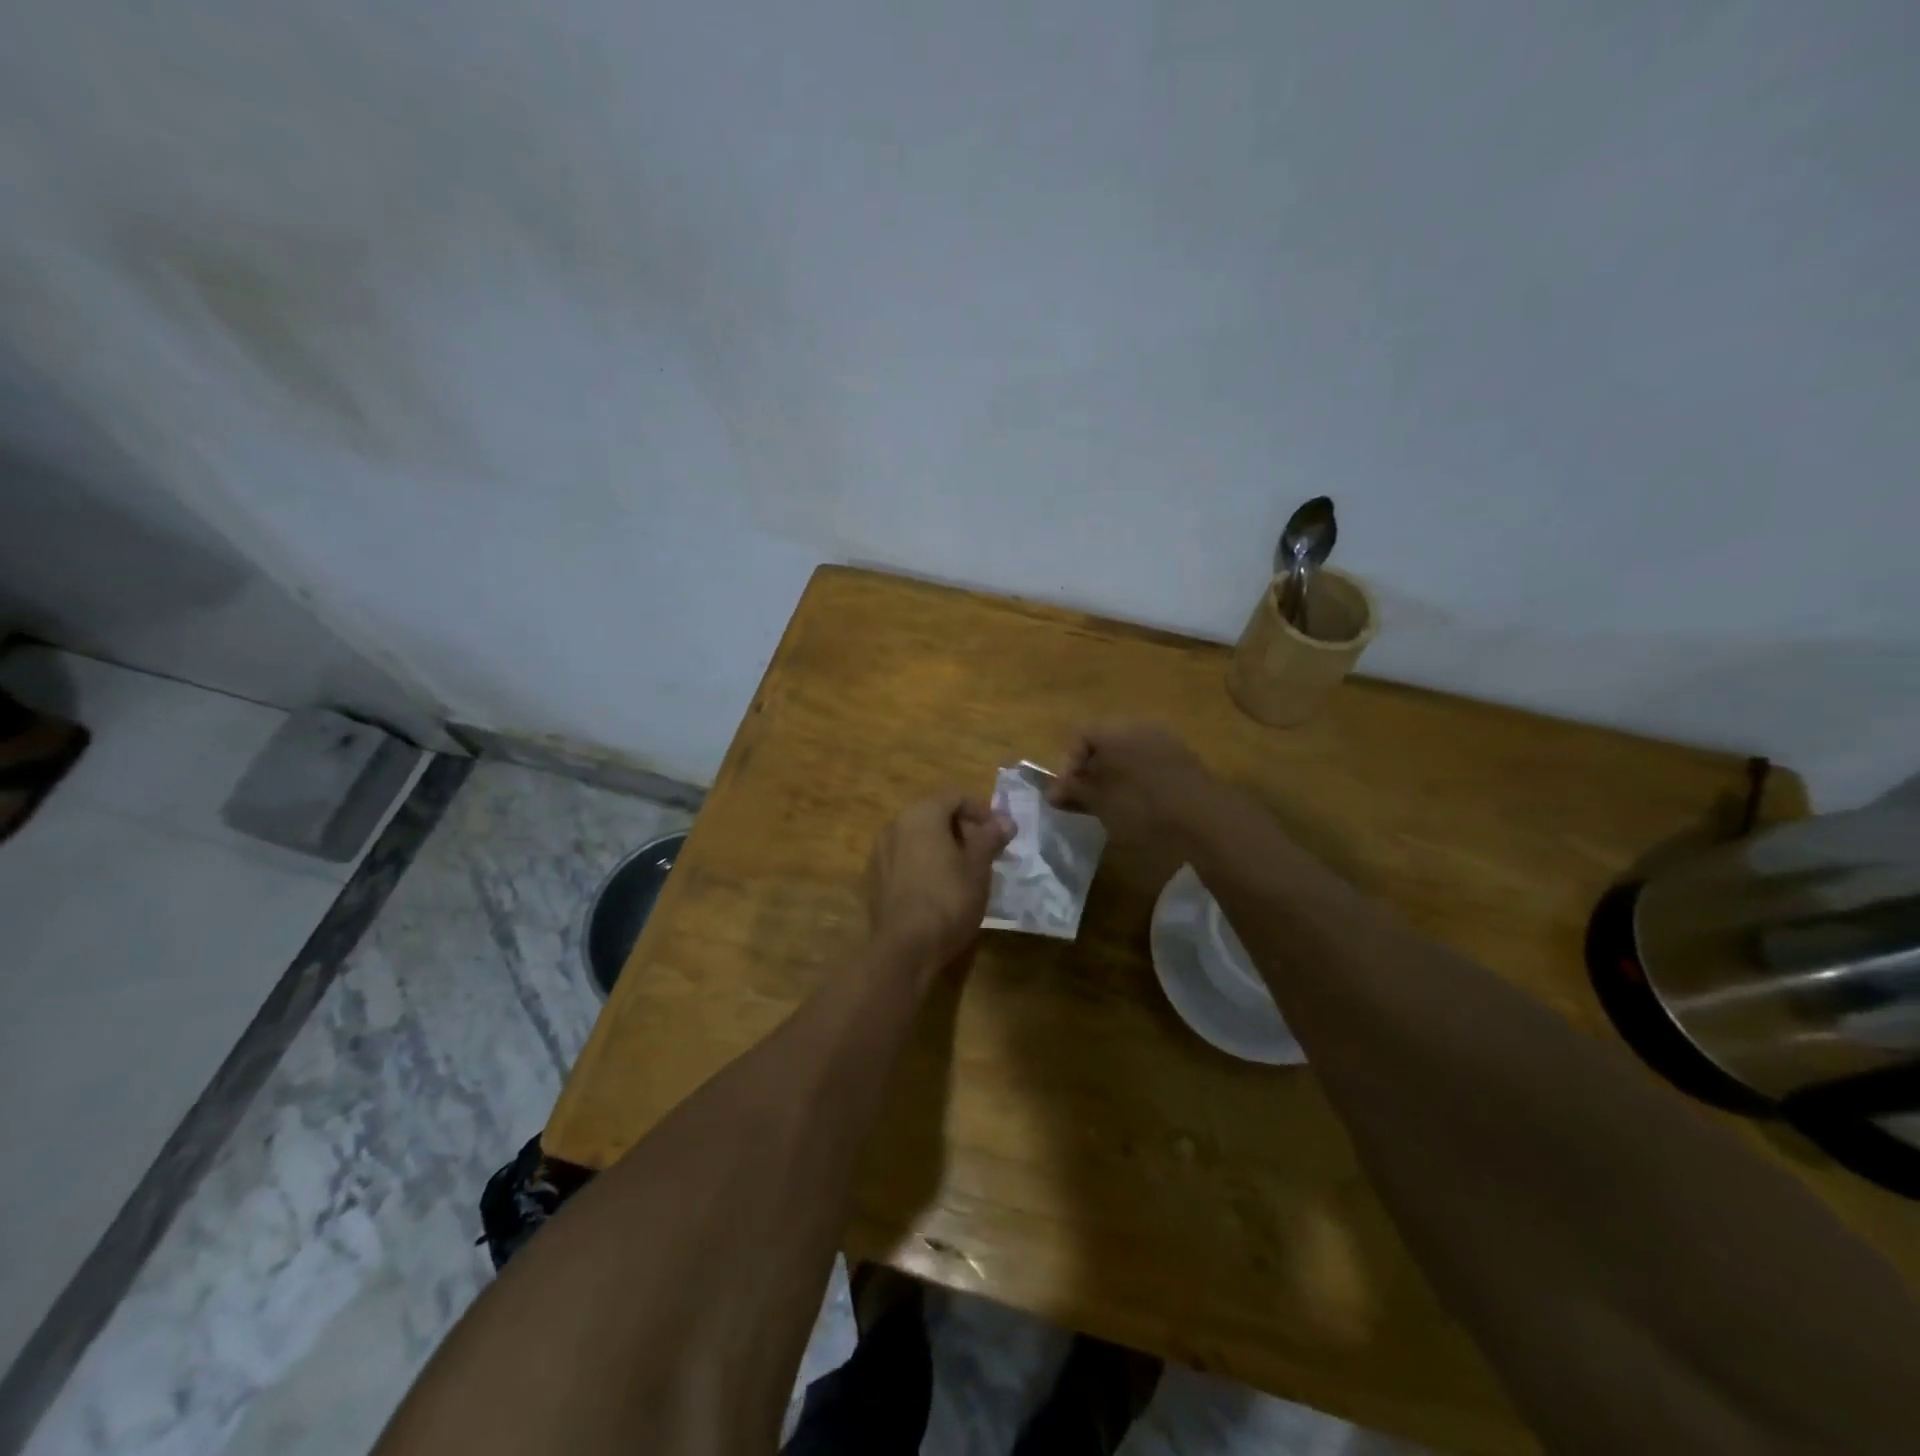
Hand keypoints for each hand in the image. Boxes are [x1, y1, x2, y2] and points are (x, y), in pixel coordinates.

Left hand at [865, 792, 1013, 973]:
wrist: (904, 948)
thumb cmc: (948, 899)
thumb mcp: (978, 867)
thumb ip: (990, 838)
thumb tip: (1005, 820)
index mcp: (921, 814)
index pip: (955, 797)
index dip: (981, 811)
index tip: (999, 834)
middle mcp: (894, 825)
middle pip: (934, 814)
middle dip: (962, 829)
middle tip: (985, 853)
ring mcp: (879, 852)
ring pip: (917, 838)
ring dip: (942, 847)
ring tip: (964, 872)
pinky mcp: (874, 878)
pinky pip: (904, 859)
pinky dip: (923, 864)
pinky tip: (938, 889)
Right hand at [1048, 722, 1219, 846]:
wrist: (1205, 818)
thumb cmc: (1142, 806)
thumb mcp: (1100, 802)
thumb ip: (1074, 792)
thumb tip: (1053, 792)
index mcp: (1115, 729)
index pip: (1079, 735)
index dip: (1067, 764)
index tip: (1066, 793)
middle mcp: (1139, 725)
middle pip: (1103, 741)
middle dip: (1090, 769)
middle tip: (1085, 799)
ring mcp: (1165, 739)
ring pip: (1127, 752)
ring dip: (1113, 774)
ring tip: (1110, 804)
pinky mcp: (1184, 758)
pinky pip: (1148, 761)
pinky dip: (1136, 777)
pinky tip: (1139, 804)